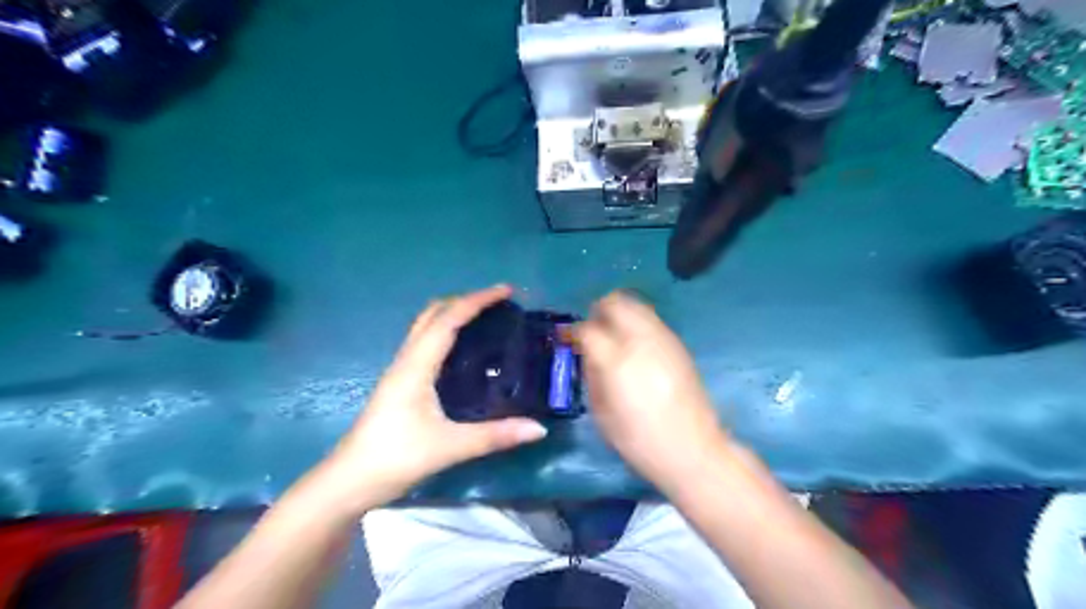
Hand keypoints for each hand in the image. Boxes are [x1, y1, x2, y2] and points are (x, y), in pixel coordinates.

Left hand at [318, 286, 543, 509]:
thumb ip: (495, 436)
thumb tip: (539, 428)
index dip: (478, 300)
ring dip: (454, 314)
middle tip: (498, 303)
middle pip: (434, 313)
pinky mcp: (400, 383)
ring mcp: (400, 370)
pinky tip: (464, 351)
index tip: (506, 290)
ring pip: (426, 326)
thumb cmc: (395, 458)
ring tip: (485, 319)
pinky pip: (425, 343)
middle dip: (465, 300)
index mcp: (416, 365)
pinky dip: (447, 332)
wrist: (349, 482)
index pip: (448, 319)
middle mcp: (406, 360)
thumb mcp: (449, 447)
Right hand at [577, 290, 729, 494]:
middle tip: (591, 328)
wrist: (692, 449)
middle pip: (616, 303)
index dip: (573, 331)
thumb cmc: (639, 440)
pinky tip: (634, 344)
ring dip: (619, 312)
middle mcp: (640, 341)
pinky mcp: (678, 345)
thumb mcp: (601, 414)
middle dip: (598, 310)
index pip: (587, 329)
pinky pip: (652, 320)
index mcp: (616, 361)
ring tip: (612, 333)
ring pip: (637, 305)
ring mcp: (663, 339)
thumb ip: (591, 377)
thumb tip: (587, 355)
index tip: (567, 338)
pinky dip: (637, 322)